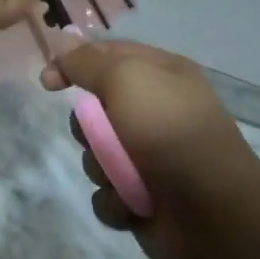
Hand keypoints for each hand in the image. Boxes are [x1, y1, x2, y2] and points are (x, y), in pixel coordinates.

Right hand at [42, 40, 259, 258]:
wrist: (211, 209)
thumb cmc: (168, 131)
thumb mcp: (125, 78)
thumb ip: (86, 62)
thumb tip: (60, 49)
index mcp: (159, 75)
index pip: (105, 55)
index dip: (73, 63)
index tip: (48, 81)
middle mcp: (152, 111)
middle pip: (92, 110)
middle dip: (89, 128)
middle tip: (105, 135)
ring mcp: (147, 156)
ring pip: (93, 154)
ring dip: (102, 167)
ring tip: (124, 177)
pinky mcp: (139, 195)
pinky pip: (104, 193)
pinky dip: (114, 200)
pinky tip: (133, 204)